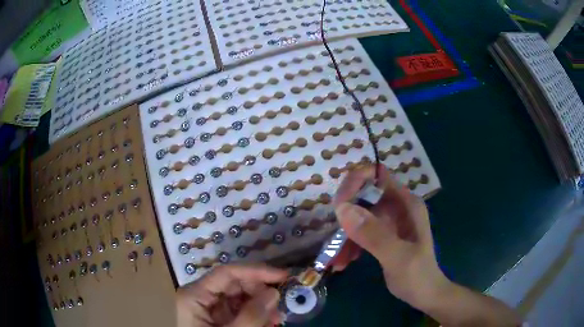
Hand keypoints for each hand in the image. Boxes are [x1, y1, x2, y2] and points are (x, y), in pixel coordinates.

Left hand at [176, 264, 287, 326]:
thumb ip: (251, 316)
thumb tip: (273, 292)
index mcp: (194, 295)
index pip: (227, 273)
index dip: (256, 271)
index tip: (283, 276)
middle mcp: (200, 296)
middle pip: (234, 284)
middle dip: (260, 292)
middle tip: (281, 303)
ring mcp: (208, 307)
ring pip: (238, 297)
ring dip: (261, 305)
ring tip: (277, 318)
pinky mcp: (216, 318)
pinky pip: (238, 310)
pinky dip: (255, 315)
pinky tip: (267, 323)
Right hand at [331, 165, 448, 308]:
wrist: (425, 293)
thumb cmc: (417, 275)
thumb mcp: (397, 257)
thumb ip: (373, 235)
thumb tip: (342, 208)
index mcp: (406, 203)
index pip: (377, 174)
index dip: (355, 182)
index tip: (339, 206)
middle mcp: (396, 206)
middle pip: (363, 195)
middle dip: (345, 215)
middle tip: (334, 238)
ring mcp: (388, 220)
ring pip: (357, 215)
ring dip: (344, 235)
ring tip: (338, 260)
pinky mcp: (382, 233)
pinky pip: (359, 231)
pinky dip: (349, 244)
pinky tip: (344, 262)